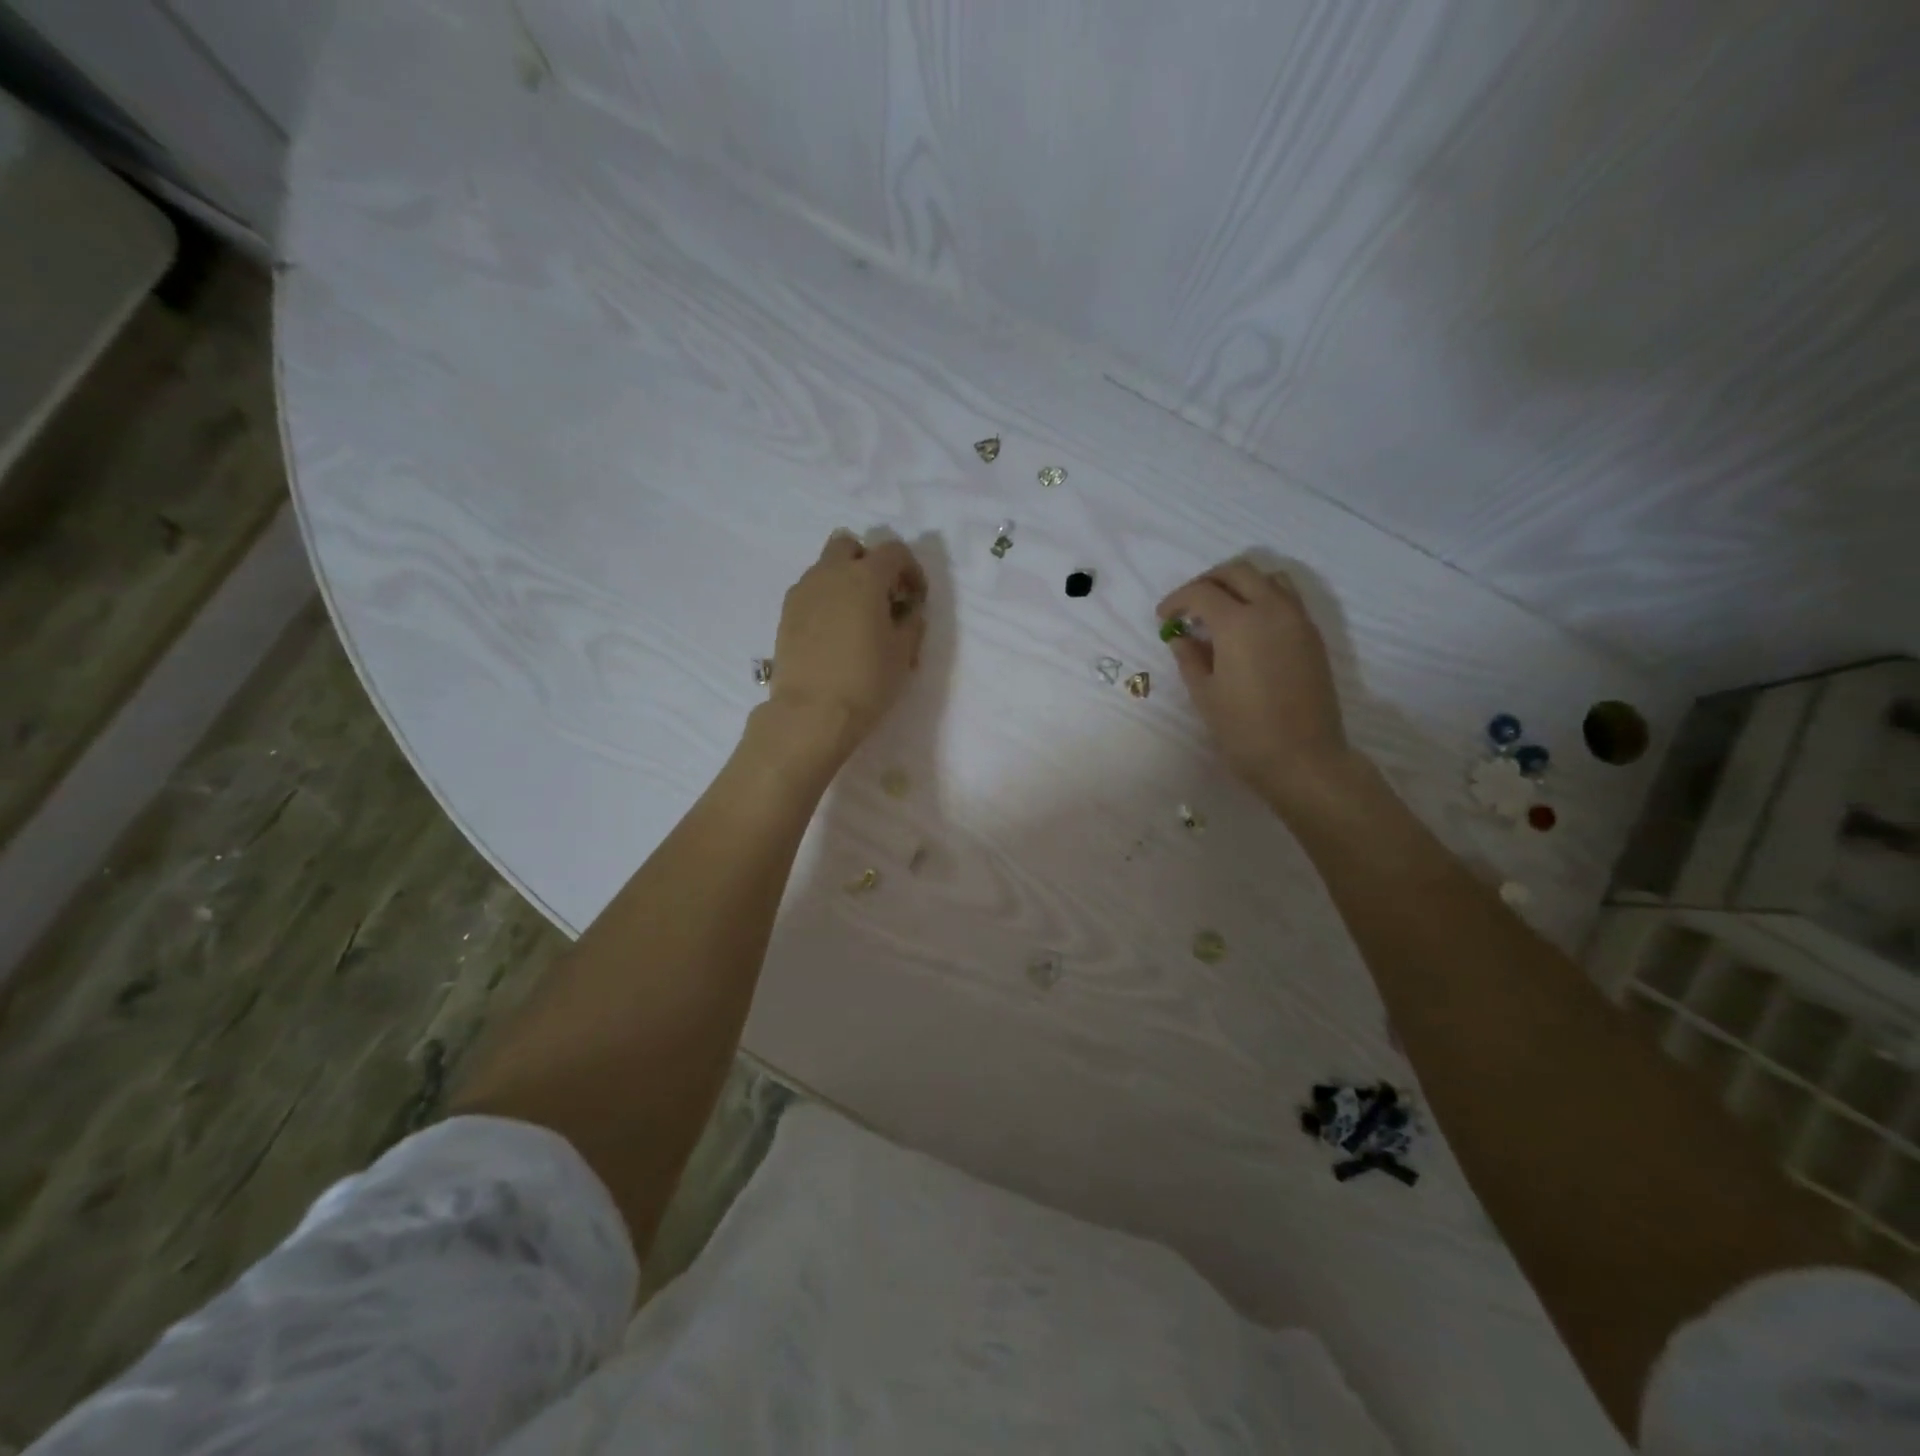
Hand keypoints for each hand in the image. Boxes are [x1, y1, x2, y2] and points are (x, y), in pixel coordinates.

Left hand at [760, 531, 927, 772]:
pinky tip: (834, 634)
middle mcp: (830, 573)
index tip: (916, 598)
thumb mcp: (903, 653)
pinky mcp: (786, 614)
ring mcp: (803, 591)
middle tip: (881, 596)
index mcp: (865, 576)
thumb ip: (911, 622)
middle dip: (868, 562)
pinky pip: (810, 592)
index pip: (894, 551)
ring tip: (856, 618)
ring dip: (844, 581)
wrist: (811, 713)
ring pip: (825, 568)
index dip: (911, 570)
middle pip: (849, 545)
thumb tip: (907, 610)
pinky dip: (825, 601)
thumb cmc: (867, 681)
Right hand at [1157, 560, 1352, 811]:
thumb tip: (1181, 636)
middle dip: (1208, 582)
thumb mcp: (1205, 694)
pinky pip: (1287, 598)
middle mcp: (1271, 610)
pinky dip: (1263, 598)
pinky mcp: (1313, 635)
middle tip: (1189, 607)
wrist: (1303, 758)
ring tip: (1222, 611)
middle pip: (1237, 572)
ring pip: (1268, 578)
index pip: (1201, 592)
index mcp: (1239, 623)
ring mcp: (1298, 620)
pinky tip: (1248, 628)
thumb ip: (1190, 657)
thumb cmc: (1244, 730)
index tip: (1164, 618)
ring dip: (1240, 584)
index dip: (1177, 600)